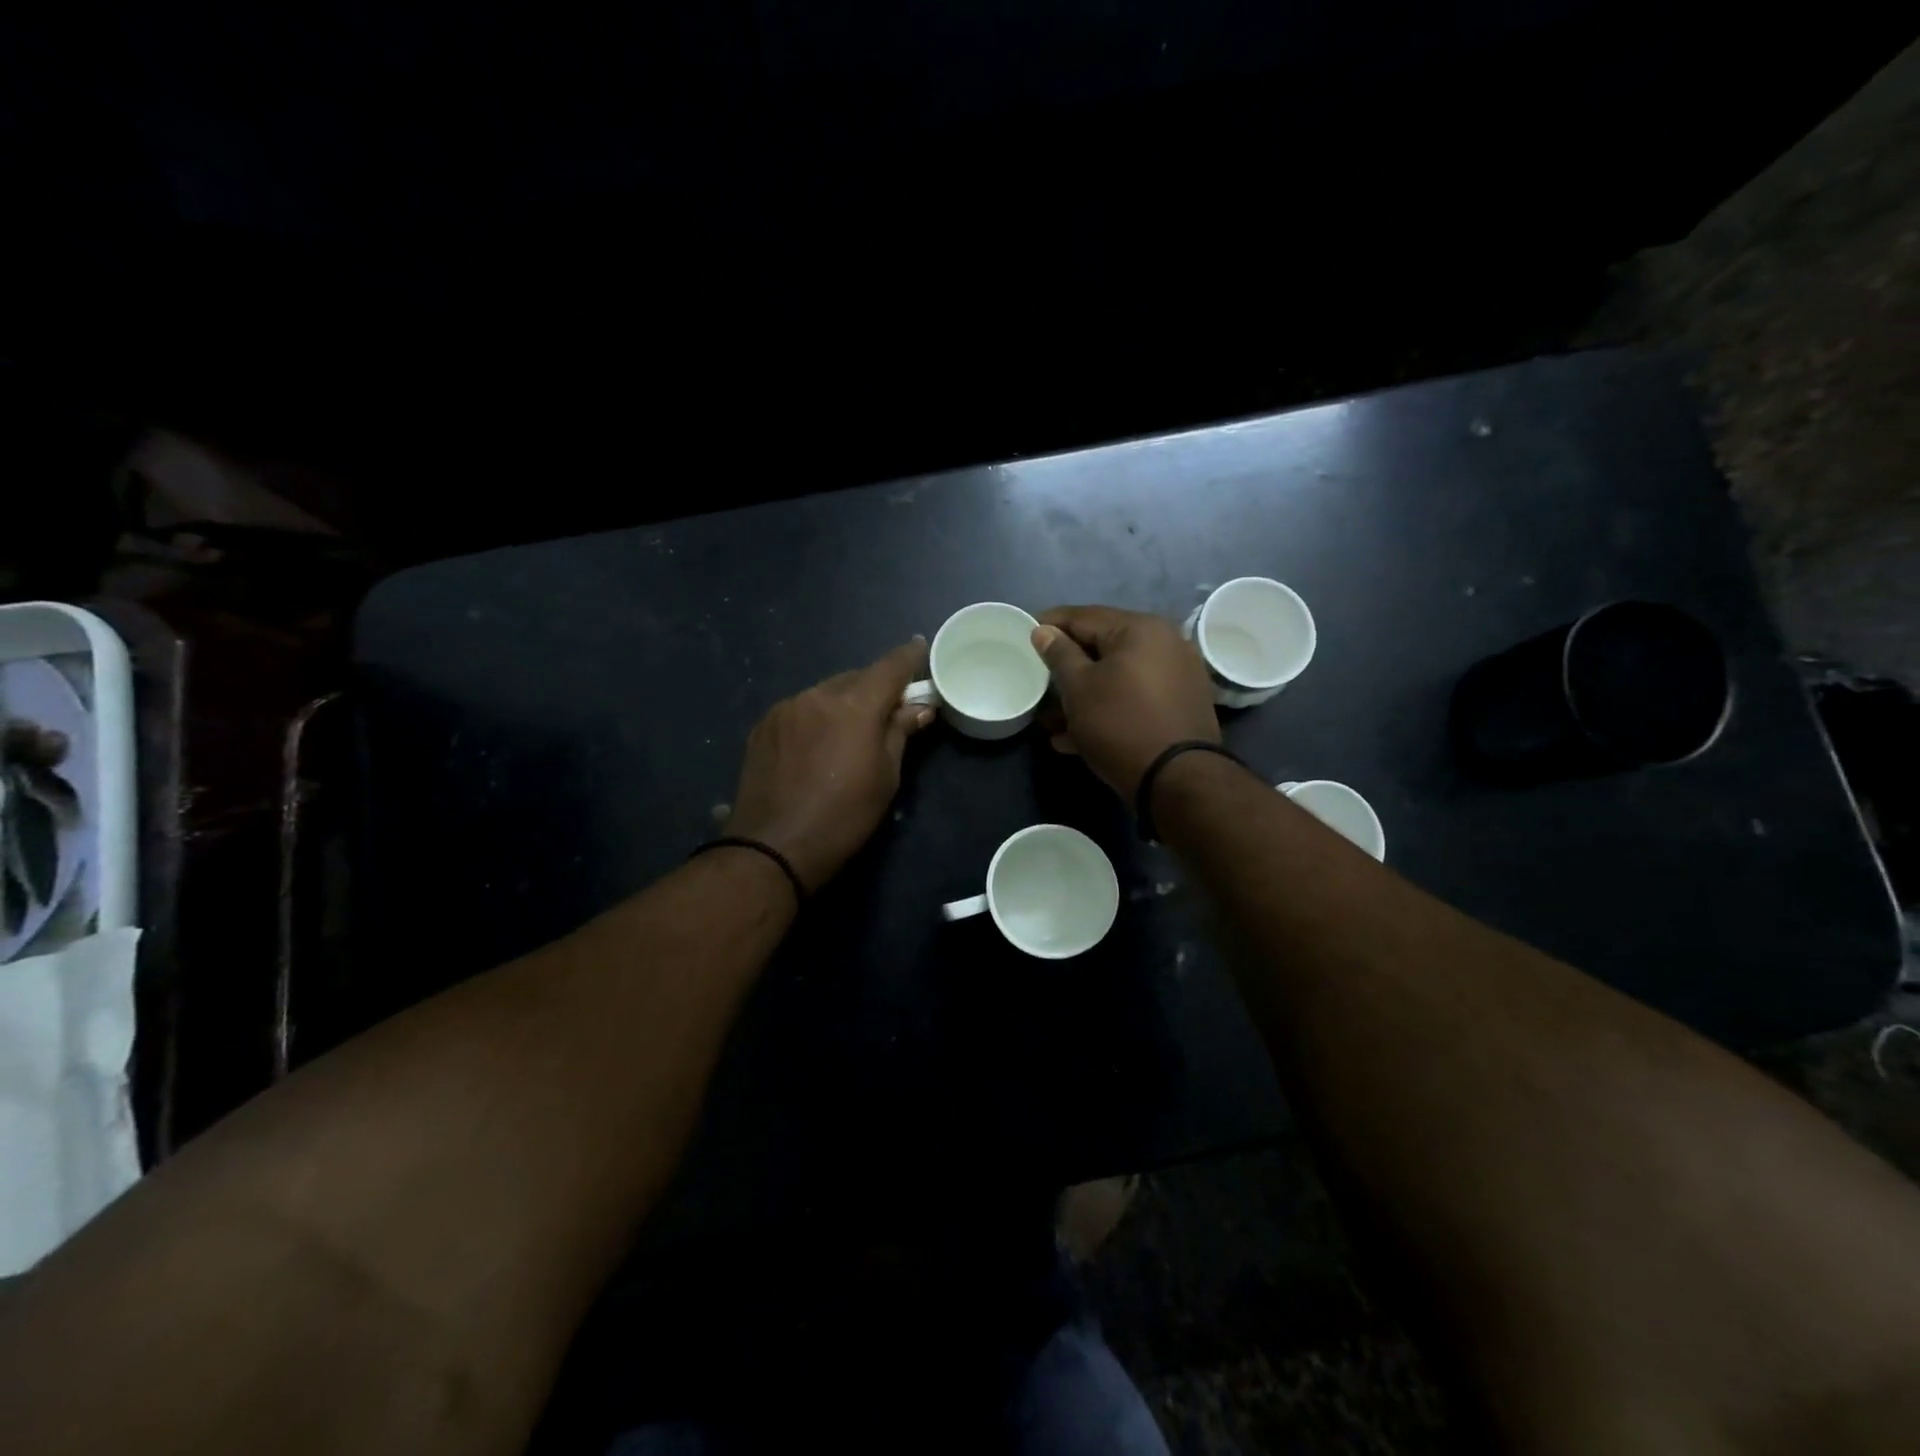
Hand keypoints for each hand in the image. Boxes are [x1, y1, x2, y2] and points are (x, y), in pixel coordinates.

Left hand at [724, 640, 934, 889]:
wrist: (773, 847)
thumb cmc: (844, 816)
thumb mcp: (886, 777)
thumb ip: (900, 732)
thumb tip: (920, 707)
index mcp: (855, 705)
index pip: (890, 667)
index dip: (909, 656)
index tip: (920, 648)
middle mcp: (818, 695)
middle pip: (856, 677)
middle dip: (875, 687)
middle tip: (890, 708)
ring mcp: (786, 708)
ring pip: (826, 692)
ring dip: (843, 702)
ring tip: (851, 731)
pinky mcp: (763, 726)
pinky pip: (801, 709)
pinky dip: (816, 716)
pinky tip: (818, 744)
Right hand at [1031, 606, 1218, 797]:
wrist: (1177, 779)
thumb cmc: (1120, 724)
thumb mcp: (1079, 688)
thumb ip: (1059, 655)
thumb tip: (1043, 631)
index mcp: (1139, 628)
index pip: (1083, 616)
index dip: (1049, 625)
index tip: (1023, 635)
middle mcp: (1163, 643)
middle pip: (1102, 647)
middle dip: (1065, 667)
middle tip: (1036, 679)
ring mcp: (1175, 676)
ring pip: (1116, 677)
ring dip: (1081, 695)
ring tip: (1049, 719)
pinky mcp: (1177, 707)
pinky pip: (1132, 698)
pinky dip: (1105, 709)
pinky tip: (1073, 737)